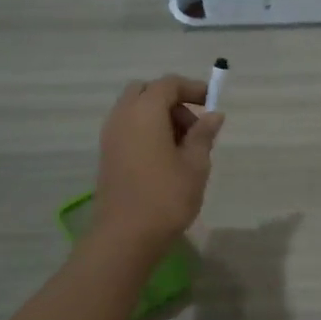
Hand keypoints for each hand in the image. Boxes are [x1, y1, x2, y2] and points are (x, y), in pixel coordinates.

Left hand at [92, 75, 223, 255]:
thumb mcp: (195, 165)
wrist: (125, 236)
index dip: (192, 88)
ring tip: (183, 147)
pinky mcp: (106, 155)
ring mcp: (110, 136)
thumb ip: (203, 135)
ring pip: (135, 110)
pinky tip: (164, 158)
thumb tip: (213, 115)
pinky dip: (146, 131)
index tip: (211, 102)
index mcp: (144, 111)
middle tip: (194, 126)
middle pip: (146, 92)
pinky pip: (127, 128)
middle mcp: (122, 116)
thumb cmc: (166, 197)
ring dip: (159, 117)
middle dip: (171, 100)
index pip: (168, 84)